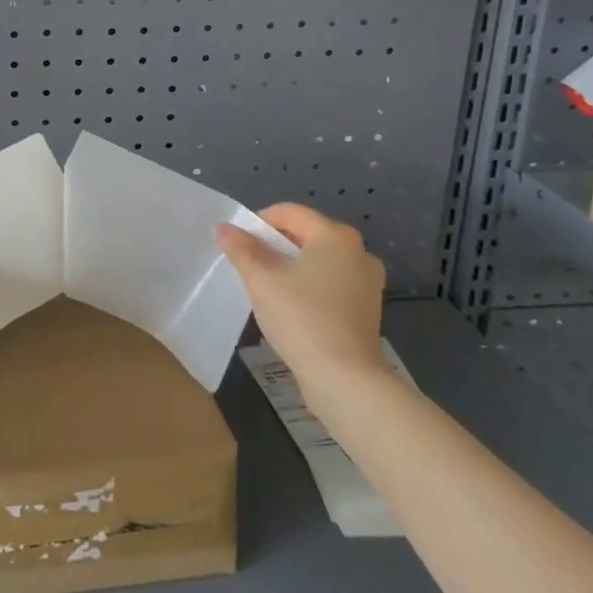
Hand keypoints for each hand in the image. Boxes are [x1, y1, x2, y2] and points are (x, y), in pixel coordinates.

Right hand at [218, 202, 385, 390]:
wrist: (345, 379)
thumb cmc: (301, 318)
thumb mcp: (261, 279)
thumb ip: (241, 249)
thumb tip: (225, 228)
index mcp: (335, 235)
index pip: (288, 212)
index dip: (258, 223)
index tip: (238, 245)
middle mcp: (358, 251)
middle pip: (305, 234)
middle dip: (274, 246)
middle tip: (249, 267)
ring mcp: (367, 281)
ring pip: (318, 260)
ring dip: (291, 267)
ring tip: (268, 288)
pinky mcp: (367, 308)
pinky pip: (330, 283)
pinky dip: (309, 286)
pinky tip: (292, 308)